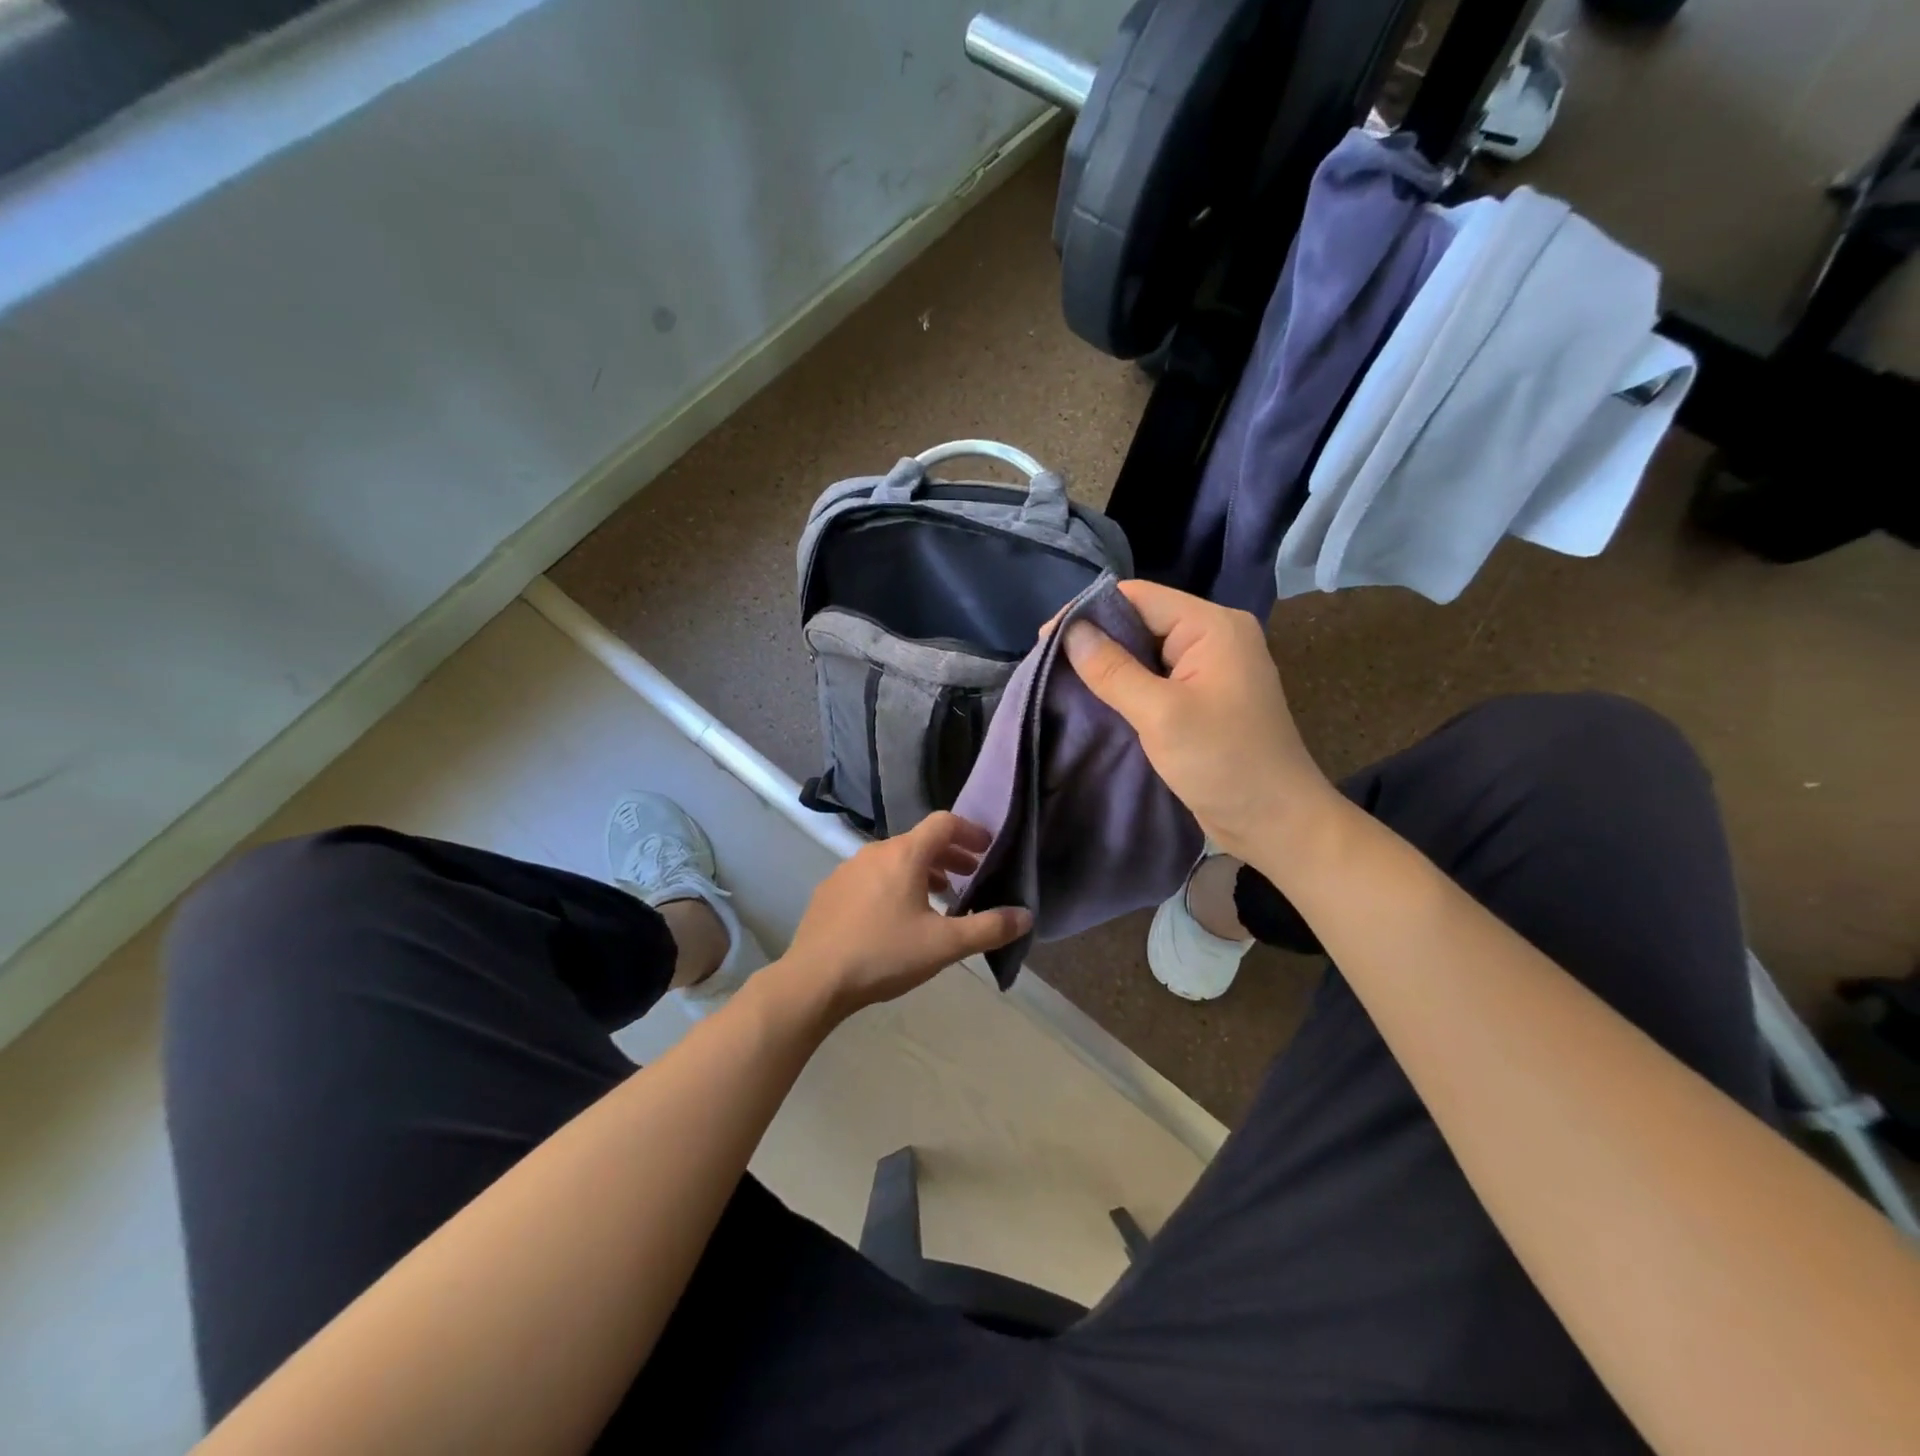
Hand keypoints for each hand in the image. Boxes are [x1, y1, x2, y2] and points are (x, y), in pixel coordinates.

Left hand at [782, 813, 1031, 1018]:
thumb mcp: (944, 945)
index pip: (944, 823)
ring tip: (939, 898)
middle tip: (970, 876)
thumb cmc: (884, 954)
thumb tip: (1026, 915)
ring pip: (894, 859)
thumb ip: (989, 928)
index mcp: (905, 854)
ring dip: (922, 871)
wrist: (813, 980)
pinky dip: (894, 884)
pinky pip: (872, 876)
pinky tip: (896, 917)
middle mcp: (875, 851)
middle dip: (950, 855)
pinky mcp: (830, 890)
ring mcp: (848, 869)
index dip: (970, 831)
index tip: (987, 848)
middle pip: (920, 841)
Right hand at [1061, 580, 1338, 863]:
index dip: (1090, 611)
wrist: (1275, 822)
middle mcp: (1213, 637)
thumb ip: (1113, 670)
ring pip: (1145, 652)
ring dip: (1107, 665)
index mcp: (1212, 626)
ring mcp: (1209, 669)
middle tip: (1048, 662)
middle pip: (1141, 621)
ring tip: (1062, 679)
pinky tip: (1094, 698)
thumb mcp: (1161, 714)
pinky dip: (1125, 686)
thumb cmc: (1224, 763)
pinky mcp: (1202, 698)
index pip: (1139, 597)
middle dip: (1095, 639)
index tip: (1046, 638)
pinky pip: (1155, 678)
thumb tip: (1070, 631)